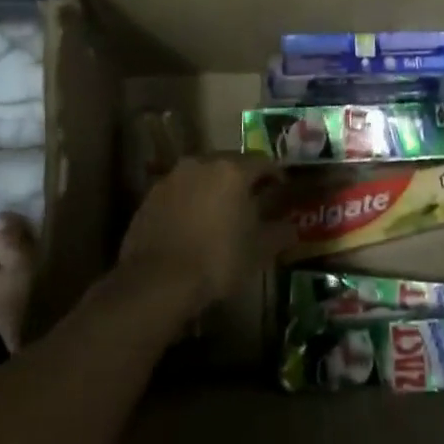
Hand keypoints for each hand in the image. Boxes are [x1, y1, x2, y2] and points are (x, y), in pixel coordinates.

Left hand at [119, 154, 282, 310]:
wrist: (156, 281)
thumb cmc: (217, 260)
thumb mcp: (259, 251)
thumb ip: (280, 233)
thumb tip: (292, 227)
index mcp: (233, 170)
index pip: (263, 162)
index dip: (275, 175)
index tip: (281, 189)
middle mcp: (202, 163)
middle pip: (230, 163)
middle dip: (243, 179)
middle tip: (252, 200)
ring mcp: (172, 178)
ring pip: (202, 175)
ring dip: (214, 188)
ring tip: (221, 212)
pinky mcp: (150, 196)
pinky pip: (180, 191)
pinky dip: (190, 200)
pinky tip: (193, 224)